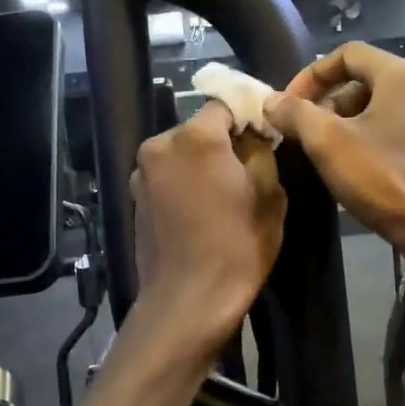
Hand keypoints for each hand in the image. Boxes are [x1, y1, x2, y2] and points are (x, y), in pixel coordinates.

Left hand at [131, 102, 285, 357]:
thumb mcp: (270, 195)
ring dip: (200, 164)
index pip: (225, 104)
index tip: (264, 137)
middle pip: (199, 129)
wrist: (188, 301)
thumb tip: (254, 136)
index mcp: (196, 137)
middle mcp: (160, 144)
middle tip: (246, 170)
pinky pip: (166, 176)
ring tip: (222, 196)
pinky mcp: (134, 198)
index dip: (247, 117)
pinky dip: (183, 183)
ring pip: (180, 153)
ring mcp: (141, 172)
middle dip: (222, 143)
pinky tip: (199, 211)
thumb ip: (261, 152)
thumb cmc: (237, 247)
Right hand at [266, 41, 404, 262]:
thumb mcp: (328, 142)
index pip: (347, 53)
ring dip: (340, 123)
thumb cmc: (384, 177)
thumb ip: (296, 113)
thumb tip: (272, 100)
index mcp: (400, 75)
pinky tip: (347, 168)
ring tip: (317, 151)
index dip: (311, 74)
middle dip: (325, 101)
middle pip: (361, 80)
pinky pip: (388, 130)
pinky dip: (362, 140)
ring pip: (374, 108)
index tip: (289, 104)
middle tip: (300, 130)